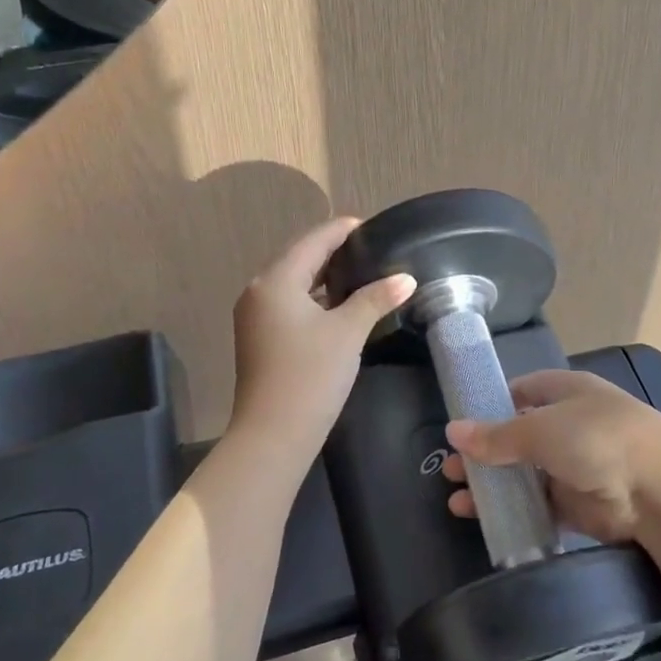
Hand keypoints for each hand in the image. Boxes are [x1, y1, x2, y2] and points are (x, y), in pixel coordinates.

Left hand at [229, 217, 414, 450]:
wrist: (272, 435)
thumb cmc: (310, 375)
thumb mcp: (347, 332)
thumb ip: (375, 299)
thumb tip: (406, 278)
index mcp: (276, 281)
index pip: (313, 241)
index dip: (342, 230)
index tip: (371, 226)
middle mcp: (258, 291)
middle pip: (300, 259)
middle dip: (333, 252)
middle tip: (371, 249)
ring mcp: (255, 316)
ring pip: (294, 284)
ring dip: (324, 278)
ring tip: (361, 274)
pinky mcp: (259, 338)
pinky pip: (289, 304)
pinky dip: (313, 299)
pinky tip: (338, 306)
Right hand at [443, 369, 660, 545]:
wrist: (659, 492)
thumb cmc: (597, 439)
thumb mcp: (540, 429)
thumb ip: (496, 436)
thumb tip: (453, 431)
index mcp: (566, 392)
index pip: (523, 391)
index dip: (492, 404)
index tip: (463, 423)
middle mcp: (571, 426)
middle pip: (519, 437)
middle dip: (485, 453)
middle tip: (451, 469)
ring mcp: (576, 467)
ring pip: (525, 475)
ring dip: (494, 486)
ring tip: (457, 499)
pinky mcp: (580, 505)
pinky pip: (539, 506)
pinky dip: (514, 512)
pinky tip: (485, 520)